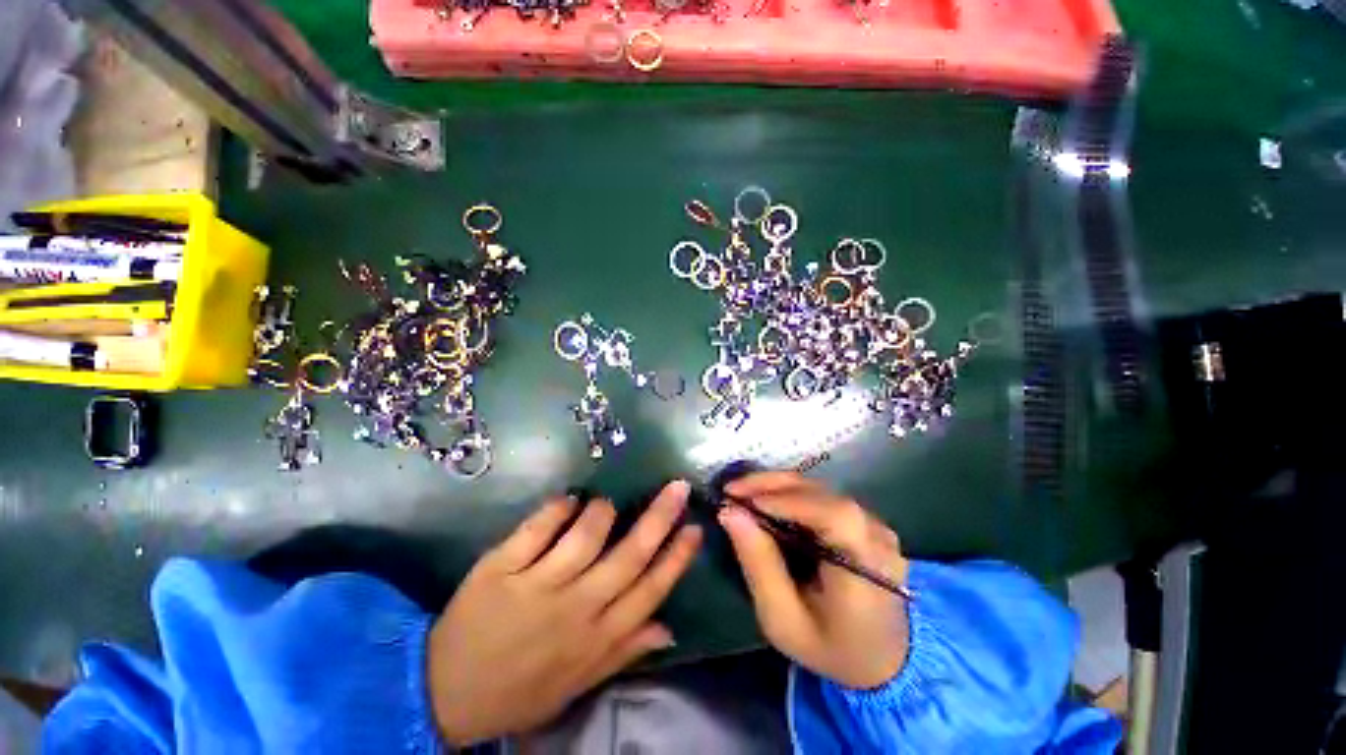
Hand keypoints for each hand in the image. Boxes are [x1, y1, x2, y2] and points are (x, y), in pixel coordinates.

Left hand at [427, 481, 701, 744]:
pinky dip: (558, 508)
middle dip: (659, 518)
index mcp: (596, 637)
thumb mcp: (577, 683)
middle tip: (678, 487)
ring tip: (605, 504)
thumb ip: (624, 652)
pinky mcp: (502, 568)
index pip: (650, 591)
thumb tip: (669, 628)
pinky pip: (537, 529)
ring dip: (601, 512)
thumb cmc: (520, 689)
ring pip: (584, 537)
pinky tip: (567, 500)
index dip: (676, 557)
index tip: (695, 527)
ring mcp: (536, 586)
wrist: (445, 696)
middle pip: (628, 556)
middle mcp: (575, 608)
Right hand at [718, 472, 909, 689]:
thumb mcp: (784, 620)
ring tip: (742, 494)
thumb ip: (759, 565)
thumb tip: (729, 513)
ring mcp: (874, 524)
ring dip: (777, 487)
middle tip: (731, 490)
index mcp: (866, 566)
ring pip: (819, 489)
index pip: (831, 515)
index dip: (785, 500)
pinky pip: (823, 497)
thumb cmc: (830, 647)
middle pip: (821, 493)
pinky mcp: (864, 519)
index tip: (741, 500)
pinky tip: (766, 502)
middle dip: (771, 486)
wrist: (881, 659)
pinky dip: (790, 494)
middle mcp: (876, 535)